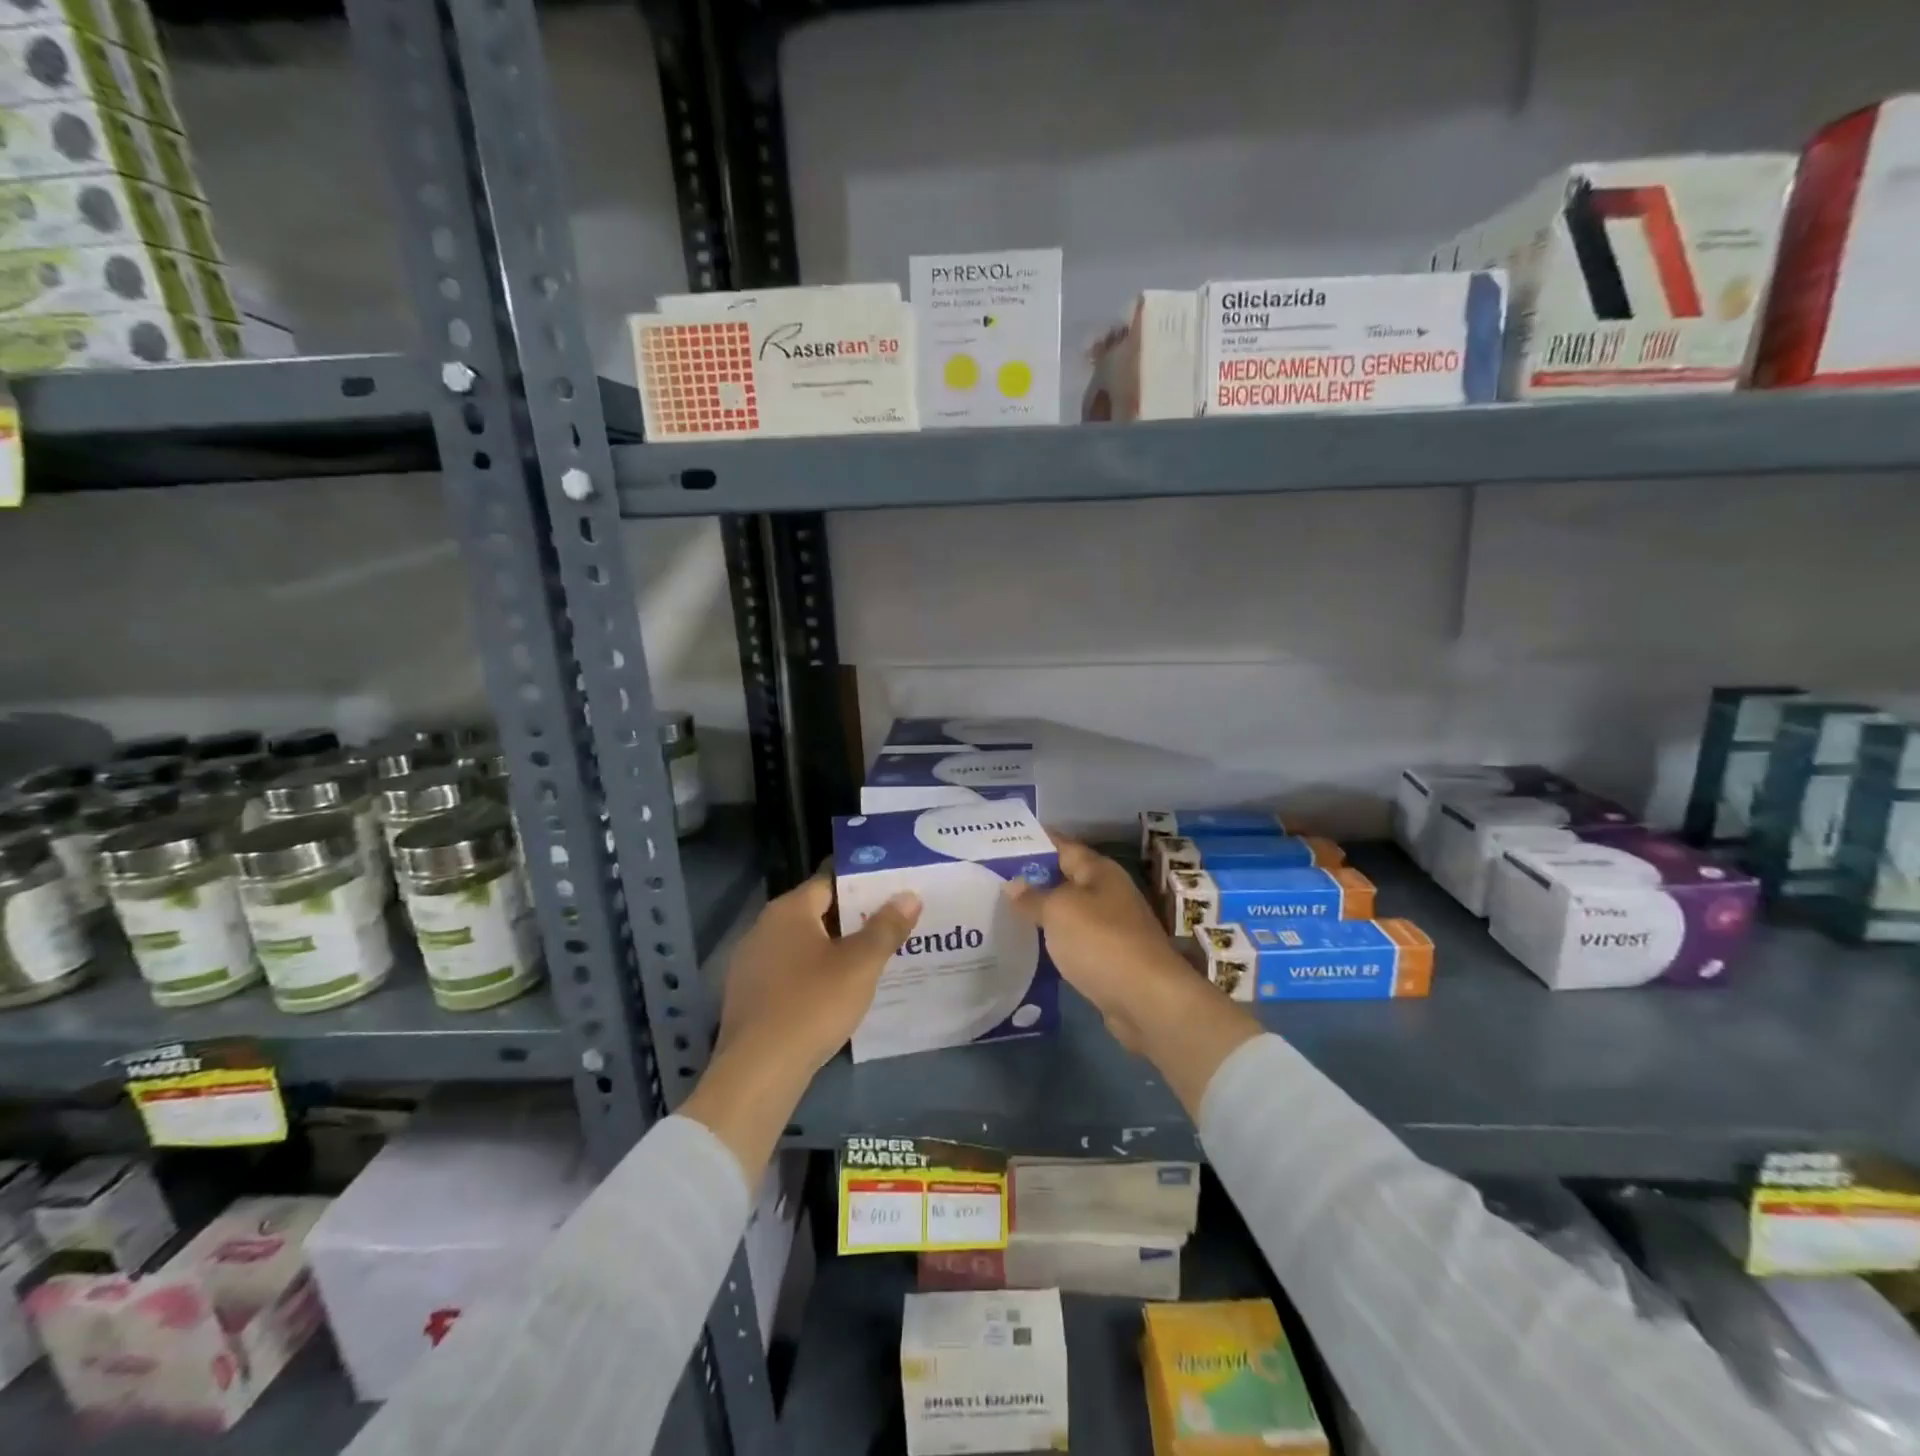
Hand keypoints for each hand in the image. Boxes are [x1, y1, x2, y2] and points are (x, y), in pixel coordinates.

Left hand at [716, 873, 922, 1077]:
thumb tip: (908, 896)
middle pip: (815, 913)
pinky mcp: (747, 996)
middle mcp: (763, 927)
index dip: (862, 886)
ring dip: (831, 950)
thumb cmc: (813, 1004)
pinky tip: (834, 994)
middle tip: (888, 928)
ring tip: (869, 961)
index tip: (891, 895)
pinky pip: (787, 972)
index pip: (829, 882)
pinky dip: (811, 975)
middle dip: (851, 920)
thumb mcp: (860, 965)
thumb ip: (886, 927)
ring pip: (801, 945)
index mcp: (788, 910)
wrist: (758, 1071)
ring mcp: (750, 963)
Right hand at [1006, 833, 1260, 1114]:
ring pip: (1067, 912)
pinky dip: (1052, 942)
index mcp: (1100, 871)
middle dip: (1032, 879)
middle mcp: (1108, 894)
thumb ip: (1033, 897)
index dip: (1034, 841)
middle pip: (1064, 879)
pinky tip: (1026, 946)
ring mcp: (1110, 927)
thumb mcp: (1059, 911)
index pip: (1062, 846)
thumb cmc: (1102, 942)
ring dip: (1040, 913)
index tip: (1000, 841)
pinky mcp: (1108, 959)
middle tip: (991, 879)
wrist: (1147, 1000)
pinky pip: (1073, 942)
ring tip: (1000, 911)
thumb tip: (1013, 884)